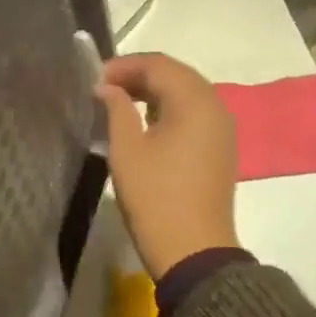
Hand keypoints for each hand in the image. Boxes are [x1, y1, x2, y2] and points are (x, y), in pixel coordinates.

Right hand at [95, 53, 240, 280]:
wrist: (193, 251)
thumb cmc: (155, 196)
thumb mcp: (127, 149)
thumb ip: (116, 108)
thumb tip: (106, 87)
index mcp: (194, 102)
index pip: (158, 65)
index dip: (124, 66)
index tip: (94, 79)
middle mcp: (215, 107)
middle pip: (175, 74)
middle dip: (139, 74)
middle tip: (103, 87)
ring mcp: (222, 128)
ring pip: (186, 93)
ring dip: (153, 91)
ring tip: (118, 101)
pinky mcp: (220, 147)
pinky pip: (193, 113)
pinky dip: (168, 108)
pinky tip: (144, 121)